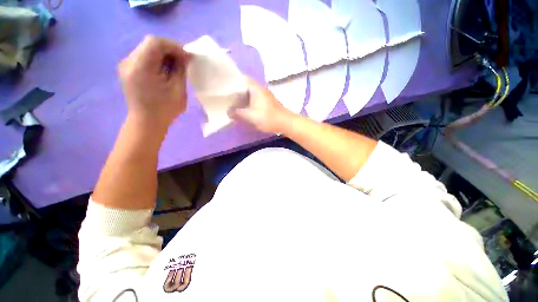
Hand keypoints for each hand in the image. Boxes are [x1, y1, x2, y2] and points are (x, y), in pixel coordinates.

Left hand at [119, 35, 189, 127]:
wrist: (146, 122)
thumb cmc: (165, 110)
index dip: (174, 46)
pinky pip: (143, 57)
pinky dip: (156, 60)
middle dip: (170, 50)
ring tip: (175, 67)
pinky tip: (165, 70)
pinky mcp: (127, 70)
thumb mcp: (178, 90)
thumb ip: (180, 70)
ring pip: (147, 49)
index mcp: (140, 67)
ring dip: (164, 55)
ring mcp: (126, 65)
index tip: (187, 57)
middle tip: (183, 62)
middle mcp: (129, 62)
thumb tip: (185, 57)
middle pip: (150, 44)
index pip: (155, 43)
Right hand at [228, 78, 294, 132]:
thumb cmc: (269, 117)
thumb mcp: (251, 116)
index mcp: (255, 88)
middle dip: (234, 91)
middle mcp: (259, 89)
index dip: (230, 81)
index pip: (240, 78)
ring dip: (240, 98)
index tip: (222, 87)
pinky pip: (252, 100)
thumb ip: (238, 113)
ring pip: (248, 94)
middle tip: (224, 96)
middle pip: (243, 86)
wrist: (285, 123)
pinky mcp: (265, 103)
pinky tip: (241, 109)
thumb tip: (228, 112)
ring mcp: (263, 96)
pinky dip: (246, 103)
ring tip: (230, 103)